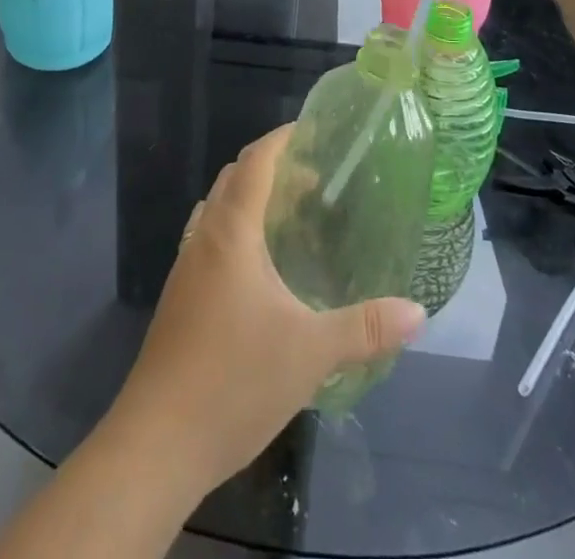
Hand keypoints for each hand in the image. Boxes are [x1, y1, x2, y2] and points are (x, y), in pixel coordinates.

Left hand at [104, 127, 425, 499]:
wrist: (156, 444)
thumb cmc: (233, 381)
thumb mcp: (310, 353)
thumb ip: (364, 328)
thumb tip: (418, 312)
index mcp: (231, 231)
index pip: (255, 161)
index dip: (281, 139)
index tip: (312, 131)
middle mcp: (203, 237)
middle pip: (233, 178)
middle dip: (271, 168)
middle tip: (314, 179)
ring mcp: (185, 268)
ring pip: (217, 210)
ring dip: (250, 200)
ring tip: (291, 218)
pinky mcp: (179, 298)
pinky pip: (209, 240)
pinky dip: (236, 231)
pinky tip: (260, 271)